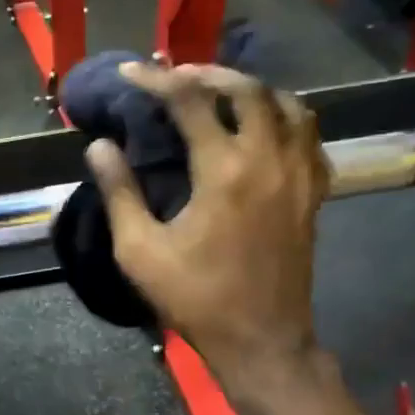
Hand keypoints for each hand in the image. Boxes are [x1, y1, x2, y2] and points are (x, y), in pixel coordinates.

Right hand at [85, 63, 326, 384]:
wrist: (261, 341)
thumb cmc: (196, 298)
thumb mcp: (140, 252)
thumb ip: (120, 193)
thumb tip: (100, 146)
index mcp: (224, 171)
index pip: (190, 102)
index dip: (157, 80)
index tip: (130, 73)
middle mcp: (269, 160)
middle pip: (248, 90)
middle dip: (209, 73)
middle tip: (178, 75)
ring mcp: (300, 176)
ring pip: (289, 106)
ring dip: (254, 90)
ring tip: (223, 93)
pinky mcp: (314, 195)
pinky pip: (310, 138)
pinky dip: (288, 120)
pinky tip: (268, 129)